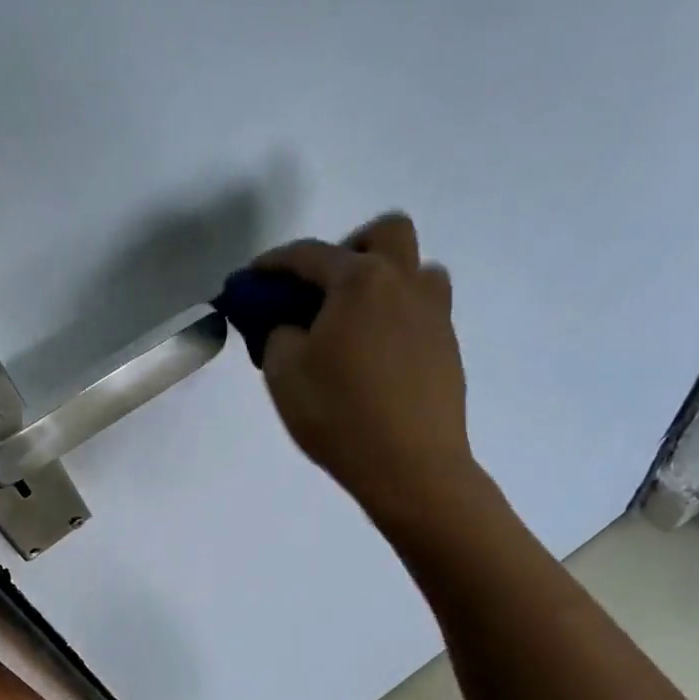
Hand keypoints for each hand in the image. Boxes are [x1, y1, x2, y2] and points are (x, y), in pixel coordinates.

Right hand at [254, 213, 478, 526]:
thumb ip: (278, 335)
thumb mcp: (283, 373)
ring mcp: (434, 315)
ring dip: (384, 282)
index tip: (250, 279)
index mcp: (360, 281)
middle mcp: (404, 284)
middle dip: (350, 248)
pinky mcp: (448, 349)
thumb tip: (291, 327)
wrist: (410, 466)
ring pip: (416, 271)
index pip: (309, 255)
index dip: (272, 264)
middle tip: (323, 291)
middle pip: (386, 233)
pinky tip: (374, 361)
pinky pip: (422, 314)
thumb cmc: (338, 414)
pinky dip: (396, 320)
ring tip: (354, 326)